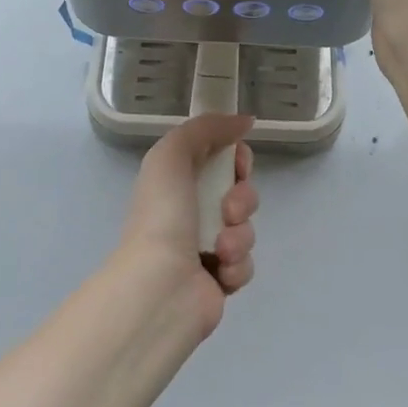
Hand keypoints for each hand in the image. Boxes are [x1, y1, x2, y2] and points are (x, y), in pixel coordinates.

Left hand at [119, 113, 257, 338]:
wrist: (160, 286)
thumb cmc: (163, 214)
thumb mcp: (173, 153)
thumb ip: (206, 128)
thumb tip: (244, 120)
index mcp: (178, 181)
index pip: (222, 159)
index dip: (237, 158)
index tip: (239, 164)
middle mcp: (192, 211)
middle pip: (241, 192)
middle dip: (242, 198)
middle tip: (228, 210)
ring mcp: (207, 247)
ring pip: (247, 228)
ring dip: (239, 235)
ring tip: (220, 248)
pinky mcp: (220, 280)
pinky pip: (246, 263)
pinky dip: (237, 265)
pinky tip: (219, 271)